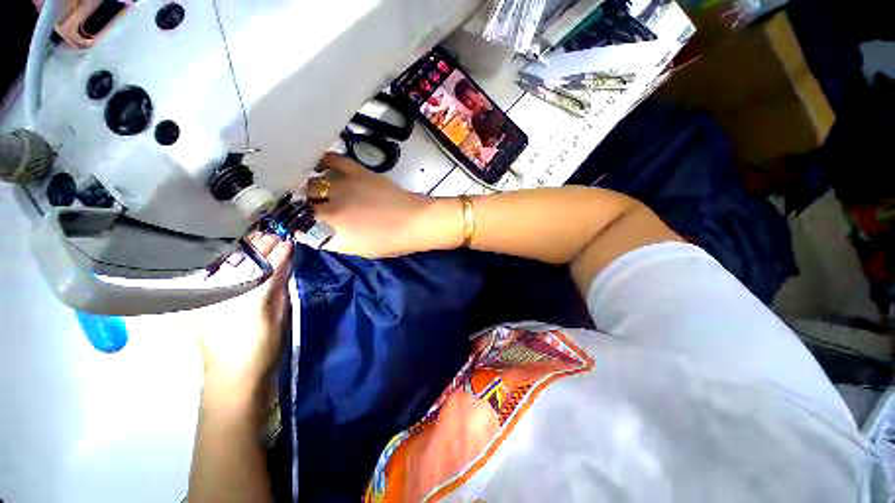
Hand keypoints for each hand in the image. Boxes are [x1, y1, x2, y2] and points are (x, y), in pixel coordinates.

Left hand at [191, 233, 292, 405]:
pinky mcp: (201, 302)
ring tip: (257, 238)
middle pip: (242, 261)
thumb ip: (279, 284)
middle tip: (272, 234)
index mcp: (246, 296)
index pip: (265, 266)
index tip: (287, 240)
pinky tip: (237, 254)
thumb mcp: (278, 315)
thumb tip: (285, 259)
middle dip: (258, 245)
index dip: (277, 252)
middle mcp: (222, 292)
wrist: (233, 376)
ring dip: (243, 249)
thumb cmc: (261, 347)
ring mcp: (208, 296)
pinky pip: (215, 274)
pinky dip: (228, 261)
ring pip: (225, 264)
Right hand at [306, 153, 461, 257]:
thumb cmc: (390, 242)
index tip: (294, 224)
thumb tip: (315, 232)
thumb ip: (332, 240)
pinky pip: (334, 160)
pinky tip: (318, 163)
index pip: (299, 224)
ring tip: (309, 190)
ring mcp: (344, 185)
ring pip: (313, 182)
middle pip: (302, 201)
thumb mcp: (357, 249)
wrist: (415, 222)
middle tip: (304, 208)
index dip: (294, 224)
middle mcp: (331, 204)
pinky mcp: (358, 172)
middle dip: (300, 206)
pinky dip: (323, 161)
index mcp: (331, 228)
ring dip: (308, 188)